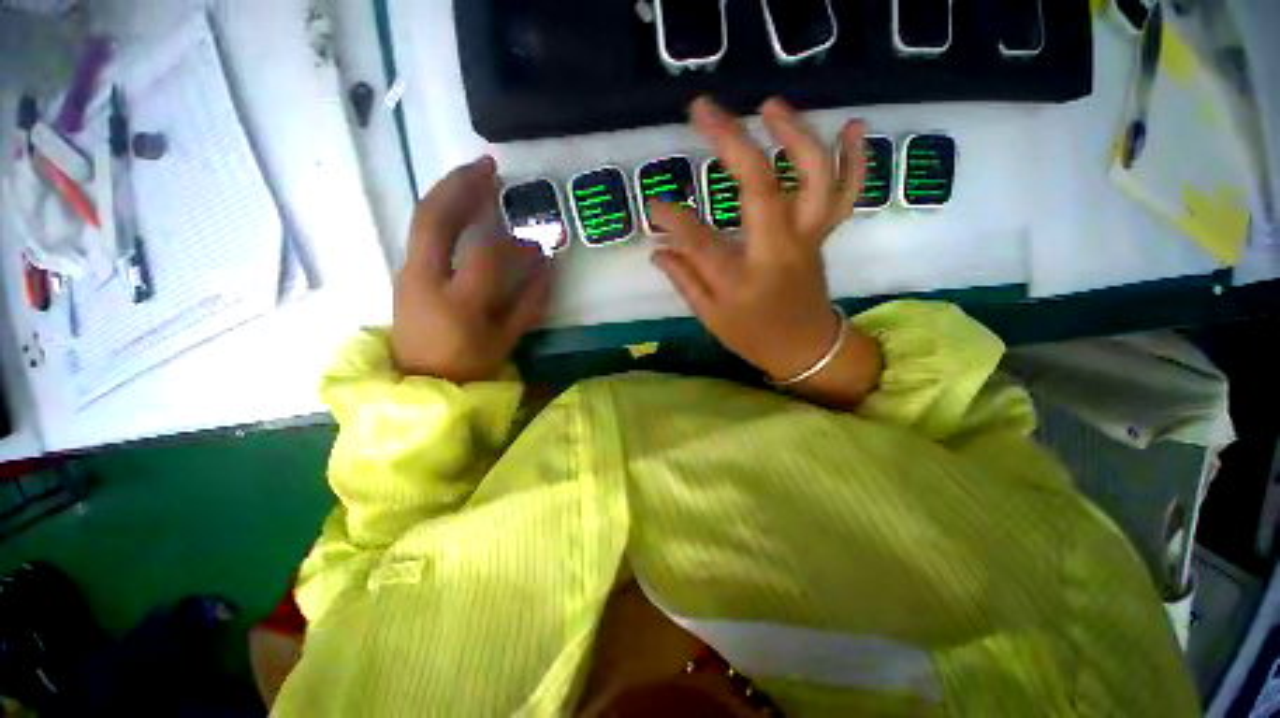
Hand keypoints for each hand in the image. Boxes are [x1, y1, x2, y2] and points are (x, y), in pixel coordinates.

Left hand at [392, 156, 551, 382]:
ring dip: (449, 191)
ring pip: (422, 219)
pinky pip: (422, 232)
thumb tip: (548, 268)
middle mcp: (425, 280)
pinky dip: (442, 210)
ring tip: (476, 175)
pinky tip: (461, 204)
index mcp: (457, 303)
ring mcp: (409, 273)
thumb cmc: (468, 365)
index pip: (487, 257)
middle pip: (436, 219)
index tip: (537, 244)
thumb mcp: (506, 340)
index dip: (516, 245)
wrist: (420, 381)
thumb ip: (530, 303)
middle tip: (488, 165)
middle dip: (462, 186)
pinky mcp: (406, 272)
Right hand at [650, 97, 881, 407]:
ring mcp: (807, 238)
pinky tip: (852, 125)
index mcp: (743, 280)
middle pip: (760, 187)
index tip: (652, 205)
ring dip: (794, 134)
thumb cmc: (754, 337)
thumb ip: (685, 280)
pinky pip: (846, 193)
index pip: (700, 241)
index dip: (673, 219)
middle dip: (730, 142)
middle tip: (702, 109)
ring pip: (812, 178)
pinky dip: (856, 158)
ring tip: (768, 105)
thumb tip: (658, 249)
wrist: (807, 348)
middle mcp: (779, 251)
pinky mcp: (823, 234)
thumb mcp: (712, 318)